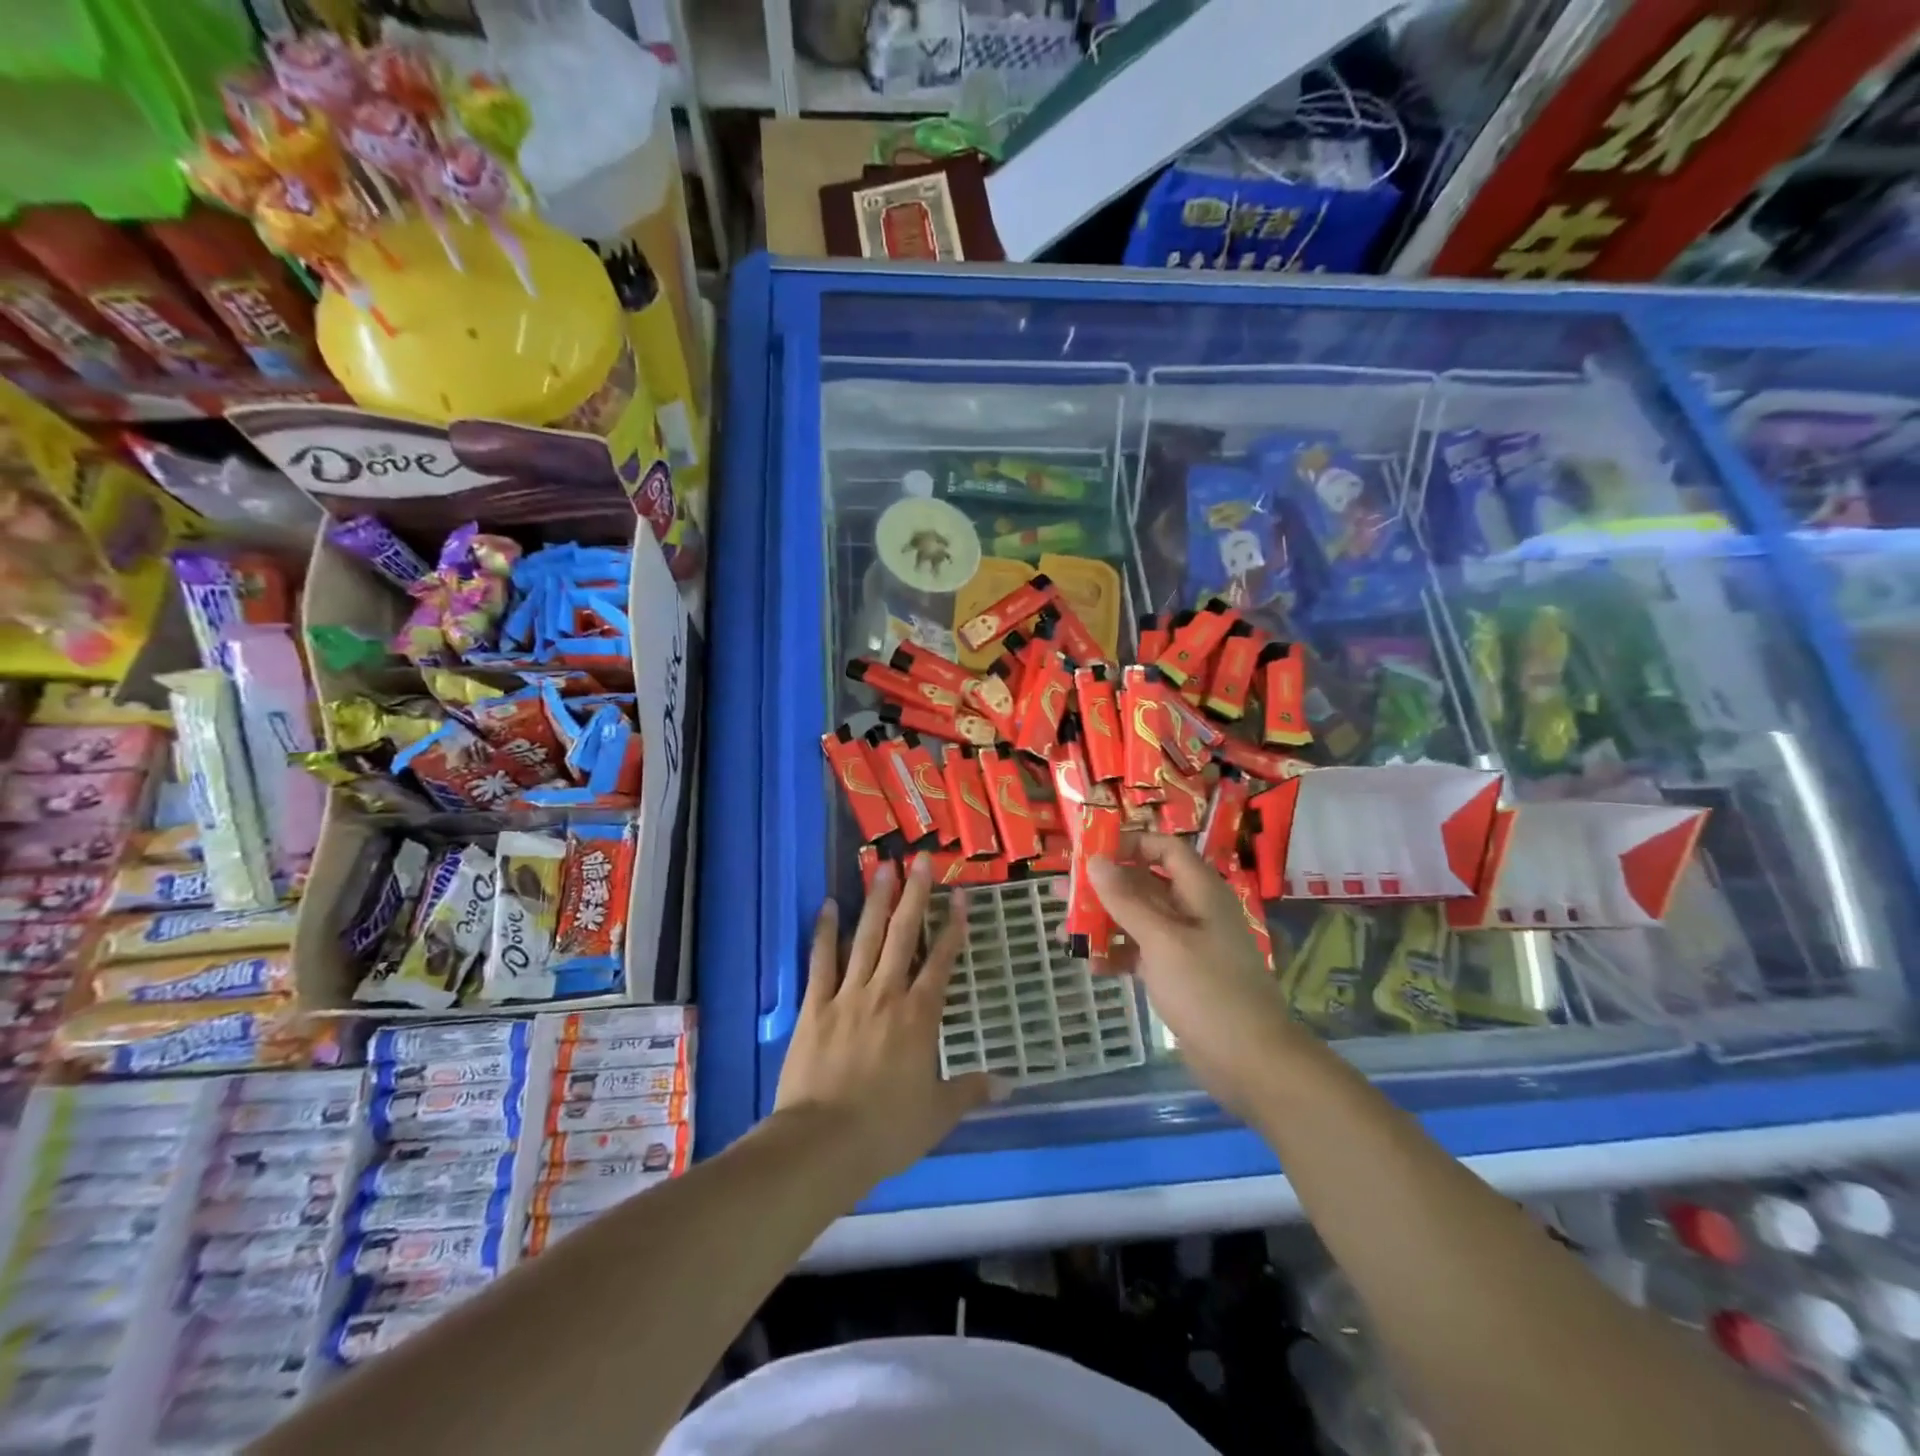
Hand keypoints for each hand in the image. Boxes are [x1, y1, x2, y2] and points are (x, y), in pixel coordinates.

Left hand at [774, 854, 992, 1180]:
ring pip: (865, 937)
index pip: (941, 961)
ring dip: (875, 900)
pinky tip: (827, 905)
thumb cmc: (886, 1129)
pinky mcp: (814, 1005)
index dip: (953, 927)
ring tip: (882, 867)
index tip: (960, 897)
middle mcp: (886, 993)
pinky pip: (821, 961)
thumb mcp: (937, 1114)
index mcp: (919, 1016)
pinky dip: (825, 931)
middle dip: (914, 895)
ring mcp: (847, 995)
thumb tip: (1009, 1084)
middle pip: (903, 935)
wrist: (823, 1143)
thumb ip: (971, 1091)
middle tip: (919, 860)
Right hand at [1086, 834, 1306, 1120]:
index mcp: (1200, 892)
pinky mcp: (1179, 976)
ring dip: (1105, 922)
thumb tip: (1095, 860)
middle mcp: (1194, 911)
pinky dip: (1118, 955)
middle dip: (1104, 886)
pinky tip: (1091, 966)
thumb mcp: (1162, 940)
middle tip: (1062, 891)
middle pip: (1145, 884)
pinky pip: (1143, 954)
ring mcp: (1187, 945)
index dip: (1129, 844)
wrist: (1251, 1063)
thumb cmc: (1208, 991)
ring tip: (1065, 930)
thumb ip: (1126, 900)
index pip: (1164, 849)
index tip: (1089, 853)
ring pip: (1139, 920)